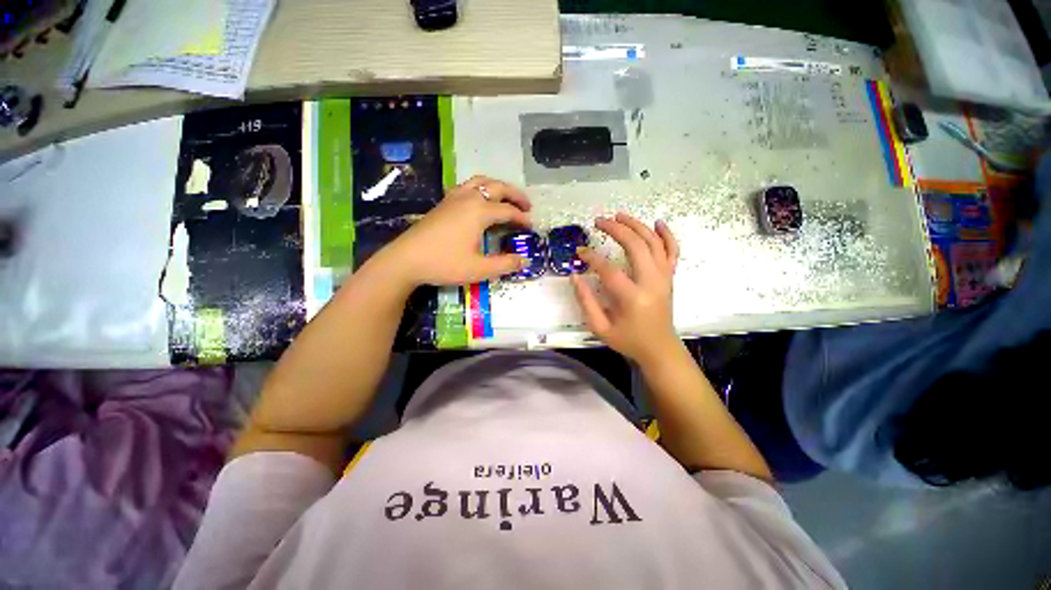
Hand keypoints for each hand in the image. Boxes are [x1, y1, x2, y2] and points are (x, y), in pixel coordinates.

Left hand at [380, 175, 532, 286]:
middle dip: (515, 195)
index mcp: (479, 211)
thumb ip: (505, 264)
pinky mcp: (443, 203)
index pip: (508, 210)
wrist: (406, 259)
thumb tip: (524, 260)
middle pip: (497, 187)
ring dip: (497, 186)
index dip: (522, 218)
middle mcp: (468, 198)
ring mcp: (453, 198)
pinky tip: (479, 200)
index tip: (531, 227)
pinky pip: (467, 186)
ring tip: (506, 197)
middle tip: (527, 205)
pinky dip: (480, 188)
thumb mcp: (479, 269)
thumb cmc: (444, 263)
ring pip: (480, 181)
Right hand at [571, 213, 681, 364]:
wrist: (659, 348)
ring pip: (654, 243)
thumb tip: (574, 276)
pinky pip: (672, 251)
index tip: (580, 251)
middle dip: (616, 229)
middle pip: (636, 246)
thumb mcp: (600, 327)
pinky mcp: (669, 277)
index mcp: (632, 298)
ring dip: (636, 225)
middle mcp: (652, 282)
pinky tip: (657, 222)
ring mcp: (664, 278)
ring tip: (619, 215)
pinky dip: (666, 235)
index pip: (609, 269)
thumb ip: (586, 301)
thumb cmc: (628, 340)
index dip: (592, 258)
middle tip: (599, 221)